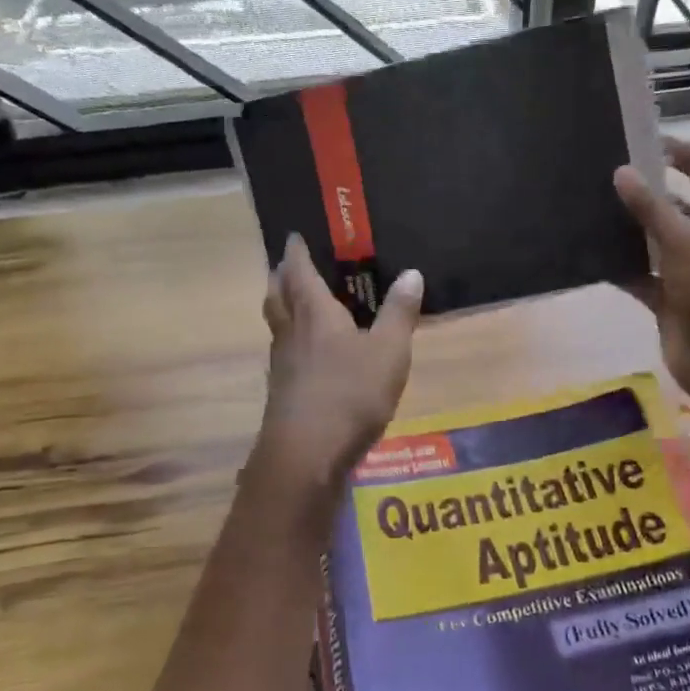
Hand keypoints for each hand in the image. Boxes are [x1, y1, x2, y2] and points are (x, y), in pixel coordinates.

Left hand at [251, 234, 422, 498]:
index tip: (295, 236)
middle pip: (277, 295)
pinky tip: (310, 354)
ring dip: (282, 306)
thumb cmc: (350, 394)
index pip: (299, 271)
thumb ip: (400, 313)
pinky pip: (285, 351)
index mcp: (315, 313)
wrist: (307, 454)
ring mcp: (283, 364)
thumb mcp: (388, 352)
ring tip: (298, 303)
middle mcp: (291, 332)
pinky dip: (292, 339)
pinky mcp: (283, 391)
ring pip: (277, 324)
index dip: (297, 251)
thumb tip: (412, 273)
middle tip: (290, 265)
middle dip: (282, 276)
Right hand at [614, 137, 689, 411]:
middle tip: (600, 176)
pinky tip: (589, 254)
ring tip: (587, 209)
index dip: (676, 150)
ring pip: (654, 239)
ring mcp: (689, 267)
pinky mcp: (670, 296)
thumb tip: (622, 171)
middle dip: (642, 190)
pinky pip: (641, 273)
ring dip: (627, 228)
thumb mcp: (683, 240)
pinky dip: (621, 266)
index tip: (636, 141)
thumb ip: (651, 206)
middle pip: (675, 202)